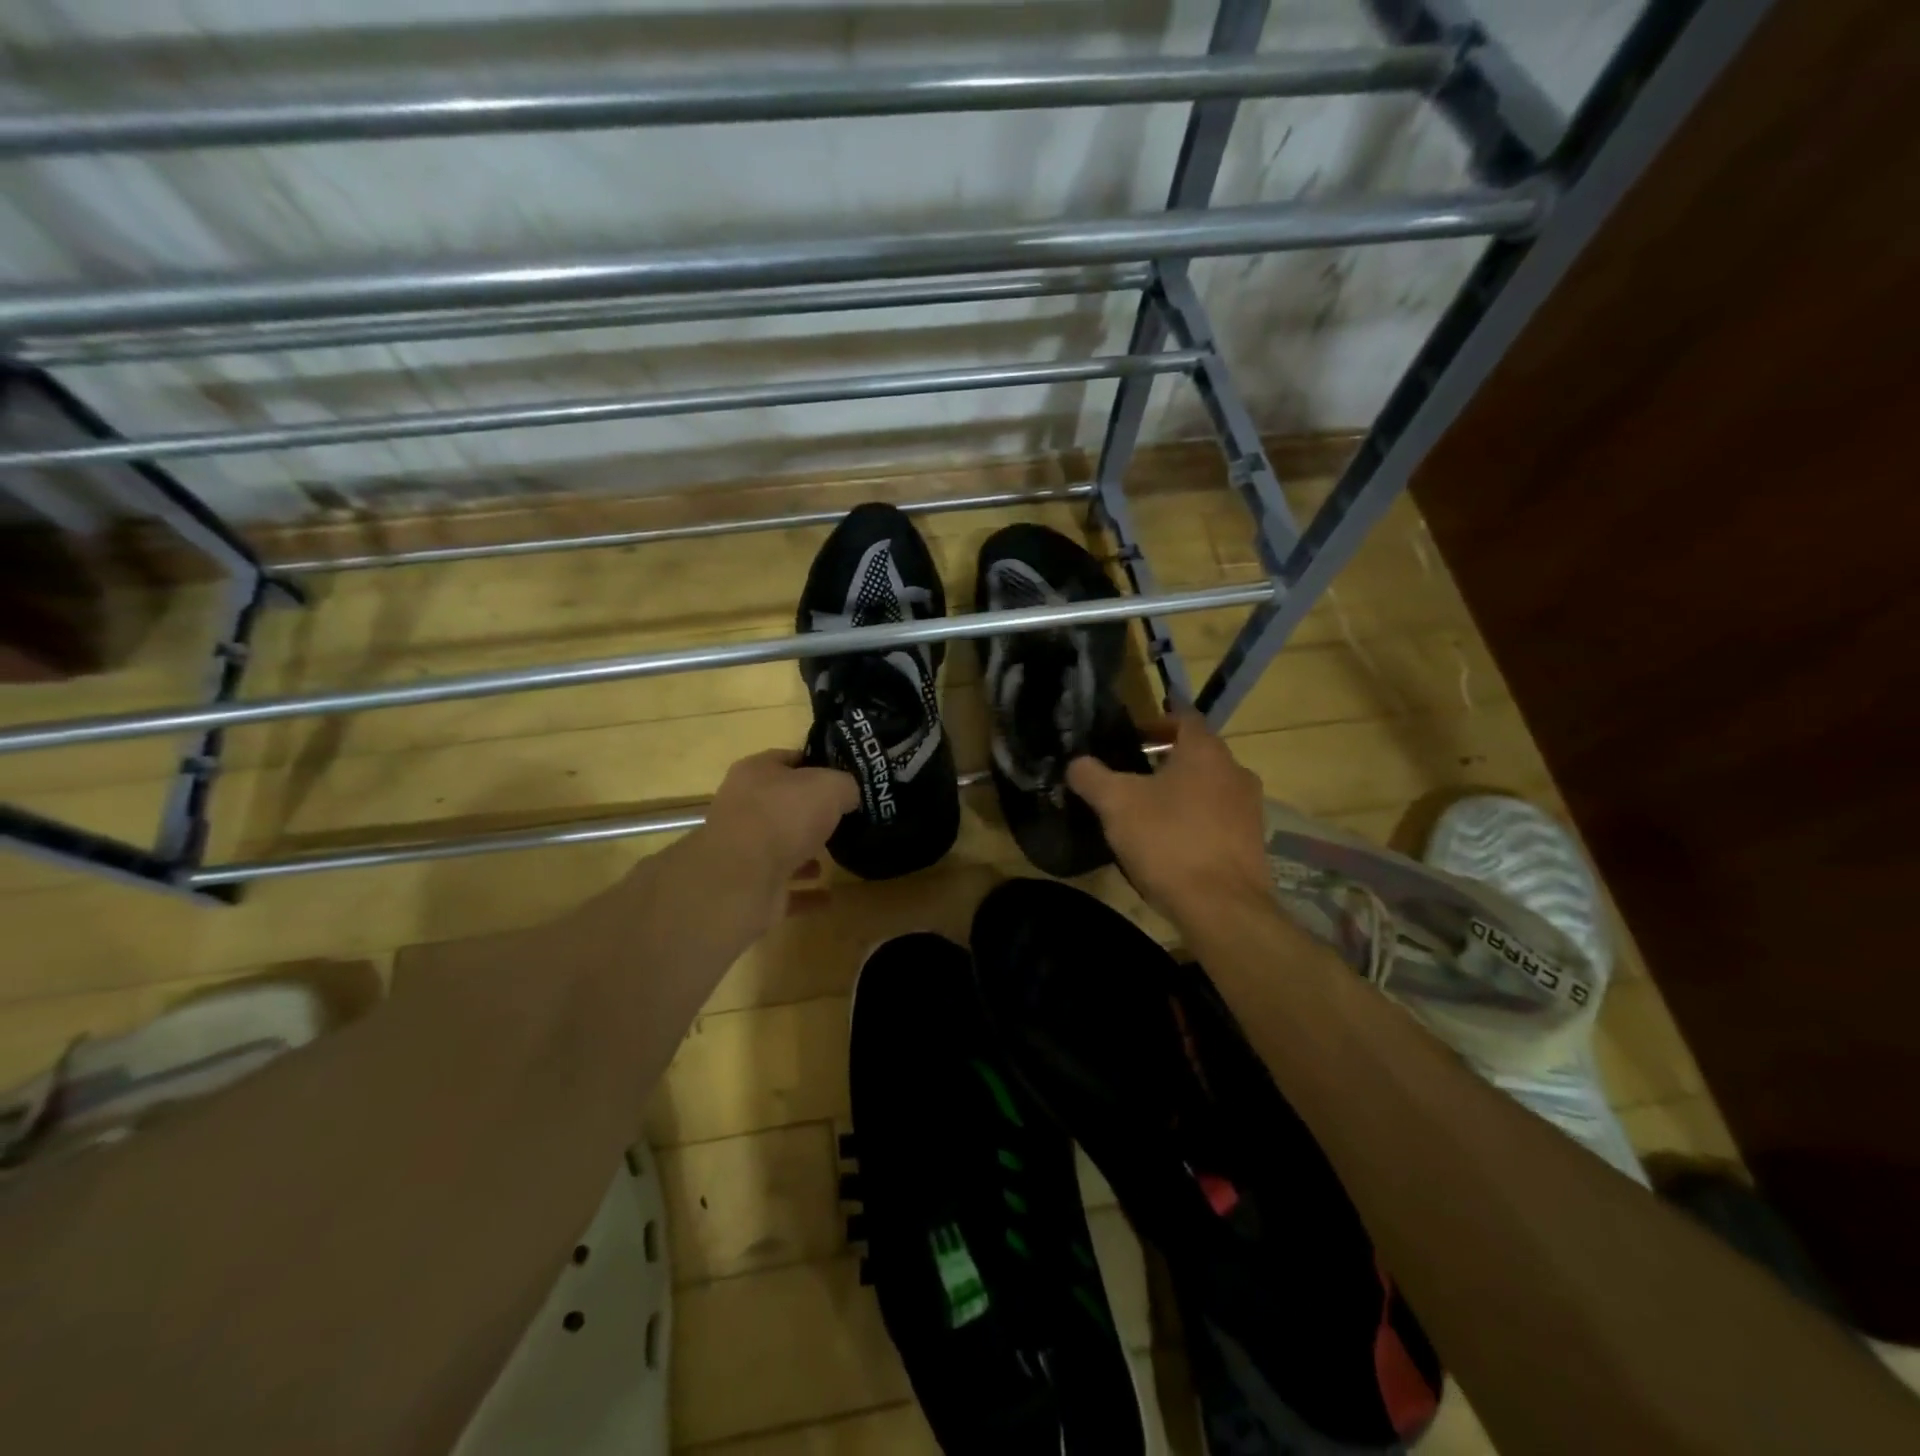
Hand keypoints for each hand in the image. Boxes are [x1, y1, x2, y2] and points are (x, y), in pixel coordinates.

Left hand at [692, 749, 858, 934]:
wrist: (742, 879)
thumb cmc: (785, 816)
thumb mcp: (830, 785)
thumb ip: (845, 785)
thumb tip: (849, 795)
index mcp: (755, 773)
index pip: (789, 759)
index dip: (818, 763)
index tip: (845, 776)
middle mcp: (743, 808)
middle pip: (783, 804)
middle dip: (812, 812)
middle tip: (846, 817)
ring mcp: (744, 851)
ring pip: (781, 847)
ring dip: (806, 853)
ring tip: (837, 856)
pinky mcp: (750, 888)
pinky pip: (785, 888)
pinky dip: (806, 893)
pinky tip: (829, 896)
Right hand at [1067, 710, 1269, 928]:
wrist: (1222, 907)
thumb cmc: (1168, 841)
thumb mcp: (1116, 804)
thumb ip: (1092, 777)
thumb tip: (1076, 764)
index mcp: (1206, 752)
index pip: (1185, 717)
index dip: (1156, 723)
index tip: (1132, 736)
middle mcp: (1235, 772)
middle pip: (1197, 754)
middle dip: (1165, 760)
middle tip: (1131, 775)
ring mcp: (1250, 809)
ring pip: (1209, 787)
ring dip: (1181, 792)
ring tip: (1147, 811)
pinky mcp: (1253, 843)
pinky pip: (1218, 818)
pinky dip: (1195, 820)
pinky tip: (1170, 843)